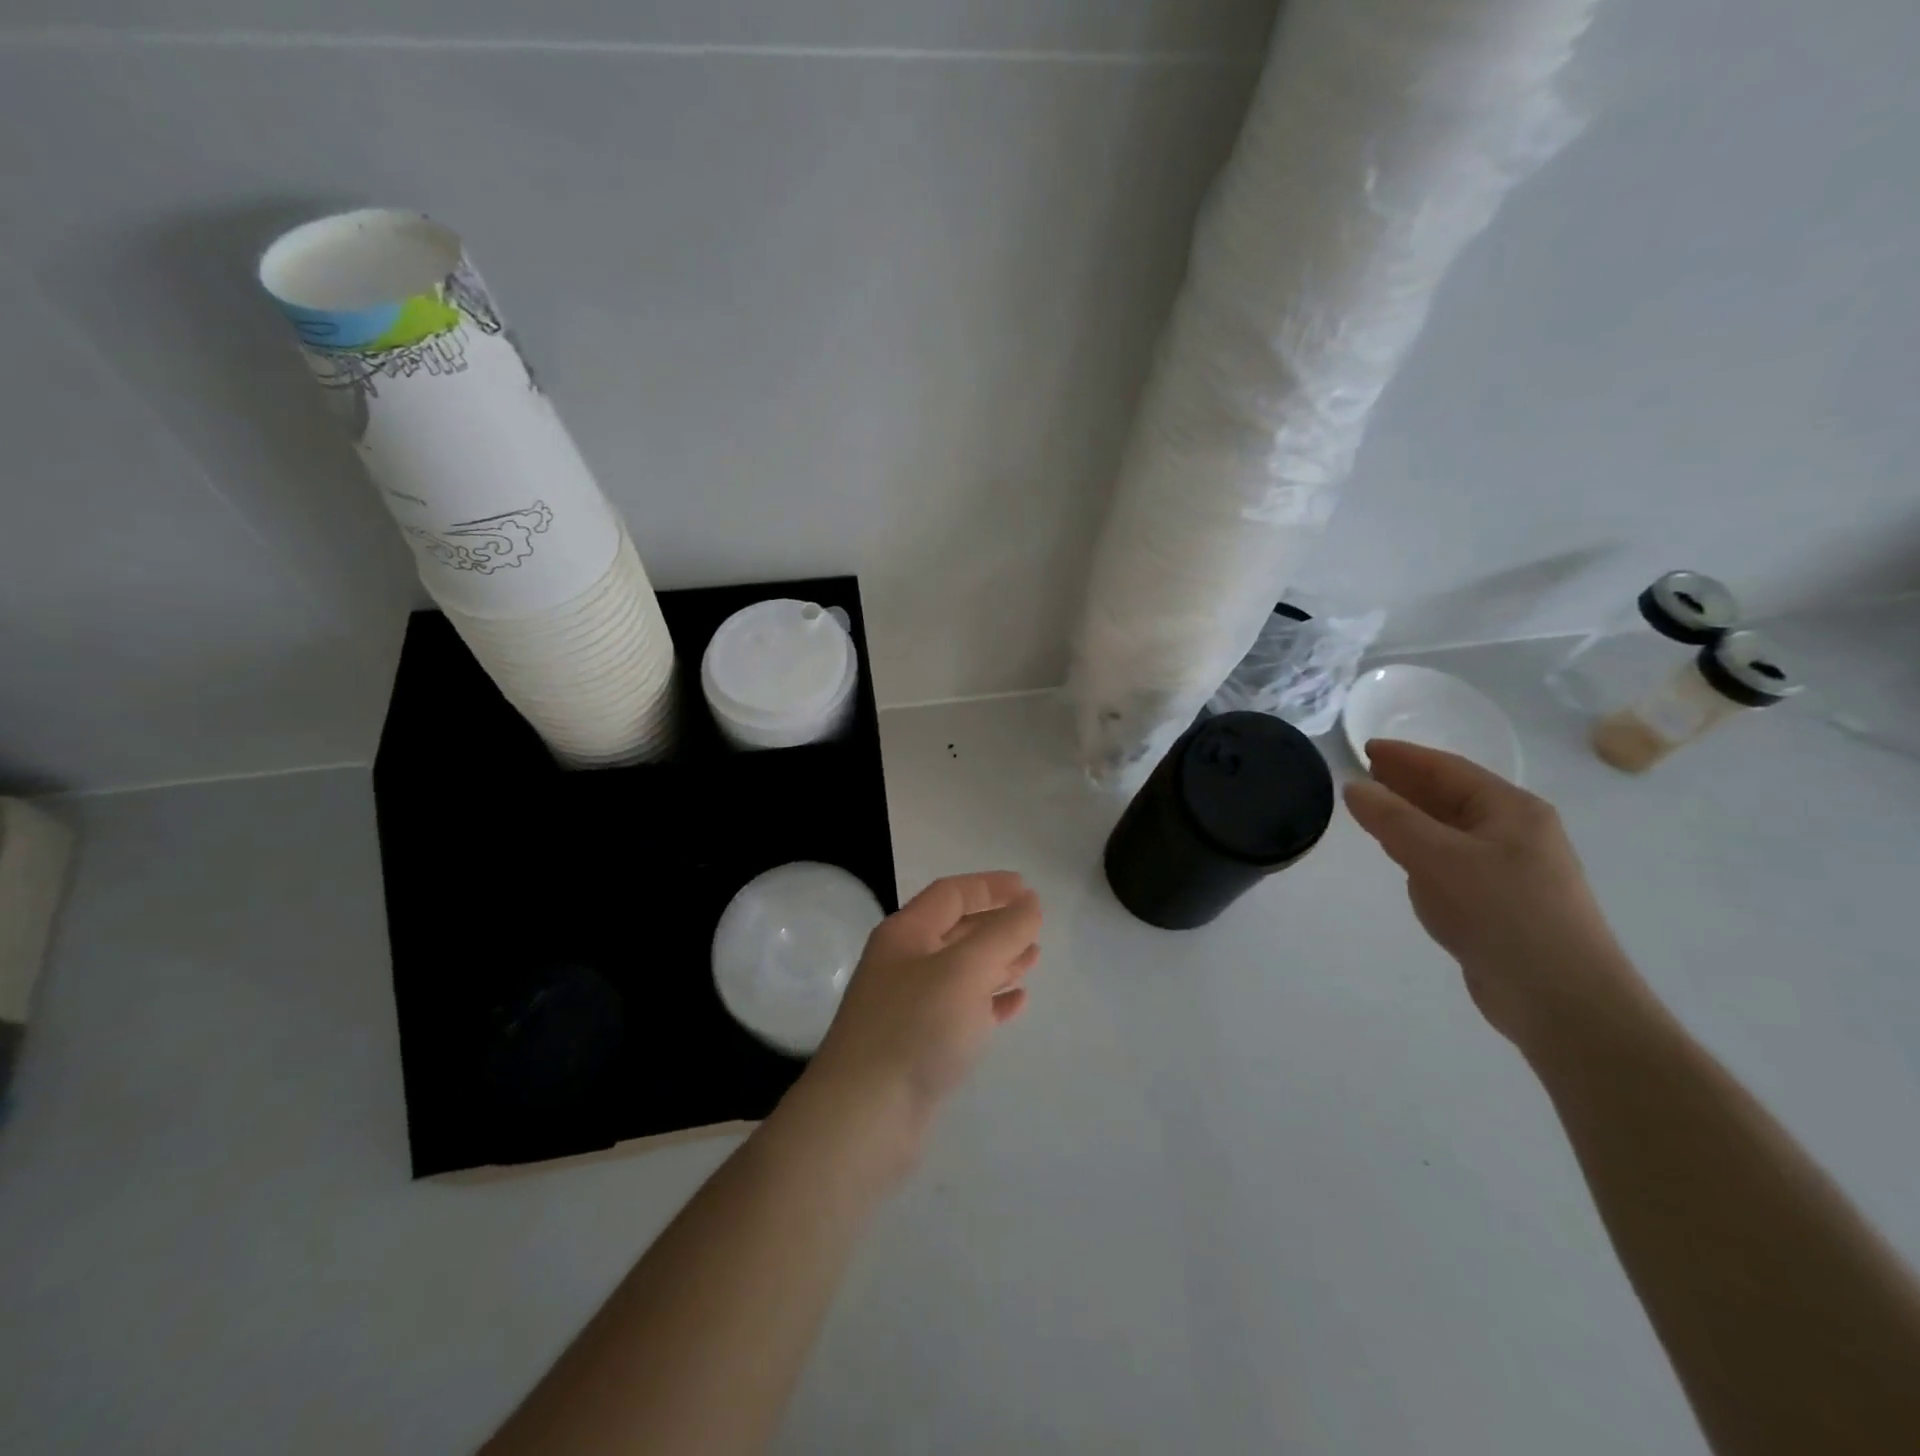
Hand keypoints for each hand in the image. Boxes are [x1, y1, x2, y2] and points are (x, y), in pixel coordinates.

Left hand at [800, 872, 1041, 1148]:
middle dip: (996, 925)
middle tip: (1035, 928)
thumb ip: (1003, 933)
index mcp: (905, 934)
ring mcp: (909, 1007)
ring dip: (997, 962)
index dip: (990, 886)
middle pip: (956, 931)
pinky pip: (961, 1011)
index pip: (951, 894)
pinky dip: (989, 1002)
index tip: (1027, 888)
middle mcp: (903, 964)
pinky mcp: (918, 1046)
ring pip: (961, 972)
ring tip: (1033, 960)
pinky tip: (1015, 1004)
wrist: (864, 1117)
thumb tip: (1029, 902)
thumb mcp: (965, 970)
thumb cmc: (915, 1028)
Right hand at [1344, 740, 1647, 1049]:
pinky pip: (1452, 862)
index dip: (1405, 757)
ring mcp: (1511, 870)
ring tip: (1374, 812)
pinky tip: (1403, 859)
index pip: (1449, 769)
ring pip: (1450, 831)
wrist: (1562, 1000)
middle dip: (1407, 785)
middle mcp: (1516, 833)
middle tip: (1363, 775)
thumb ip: (1392, 820)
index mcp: (1513, 810)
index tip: (1365, 748)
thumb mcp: (1439, 859)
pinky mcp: (1500, 903)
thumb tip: (1354, 787)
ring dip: (1413, 818)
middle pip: (1452, 797)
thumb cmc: (1503, 914)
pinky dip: (1423, 852)